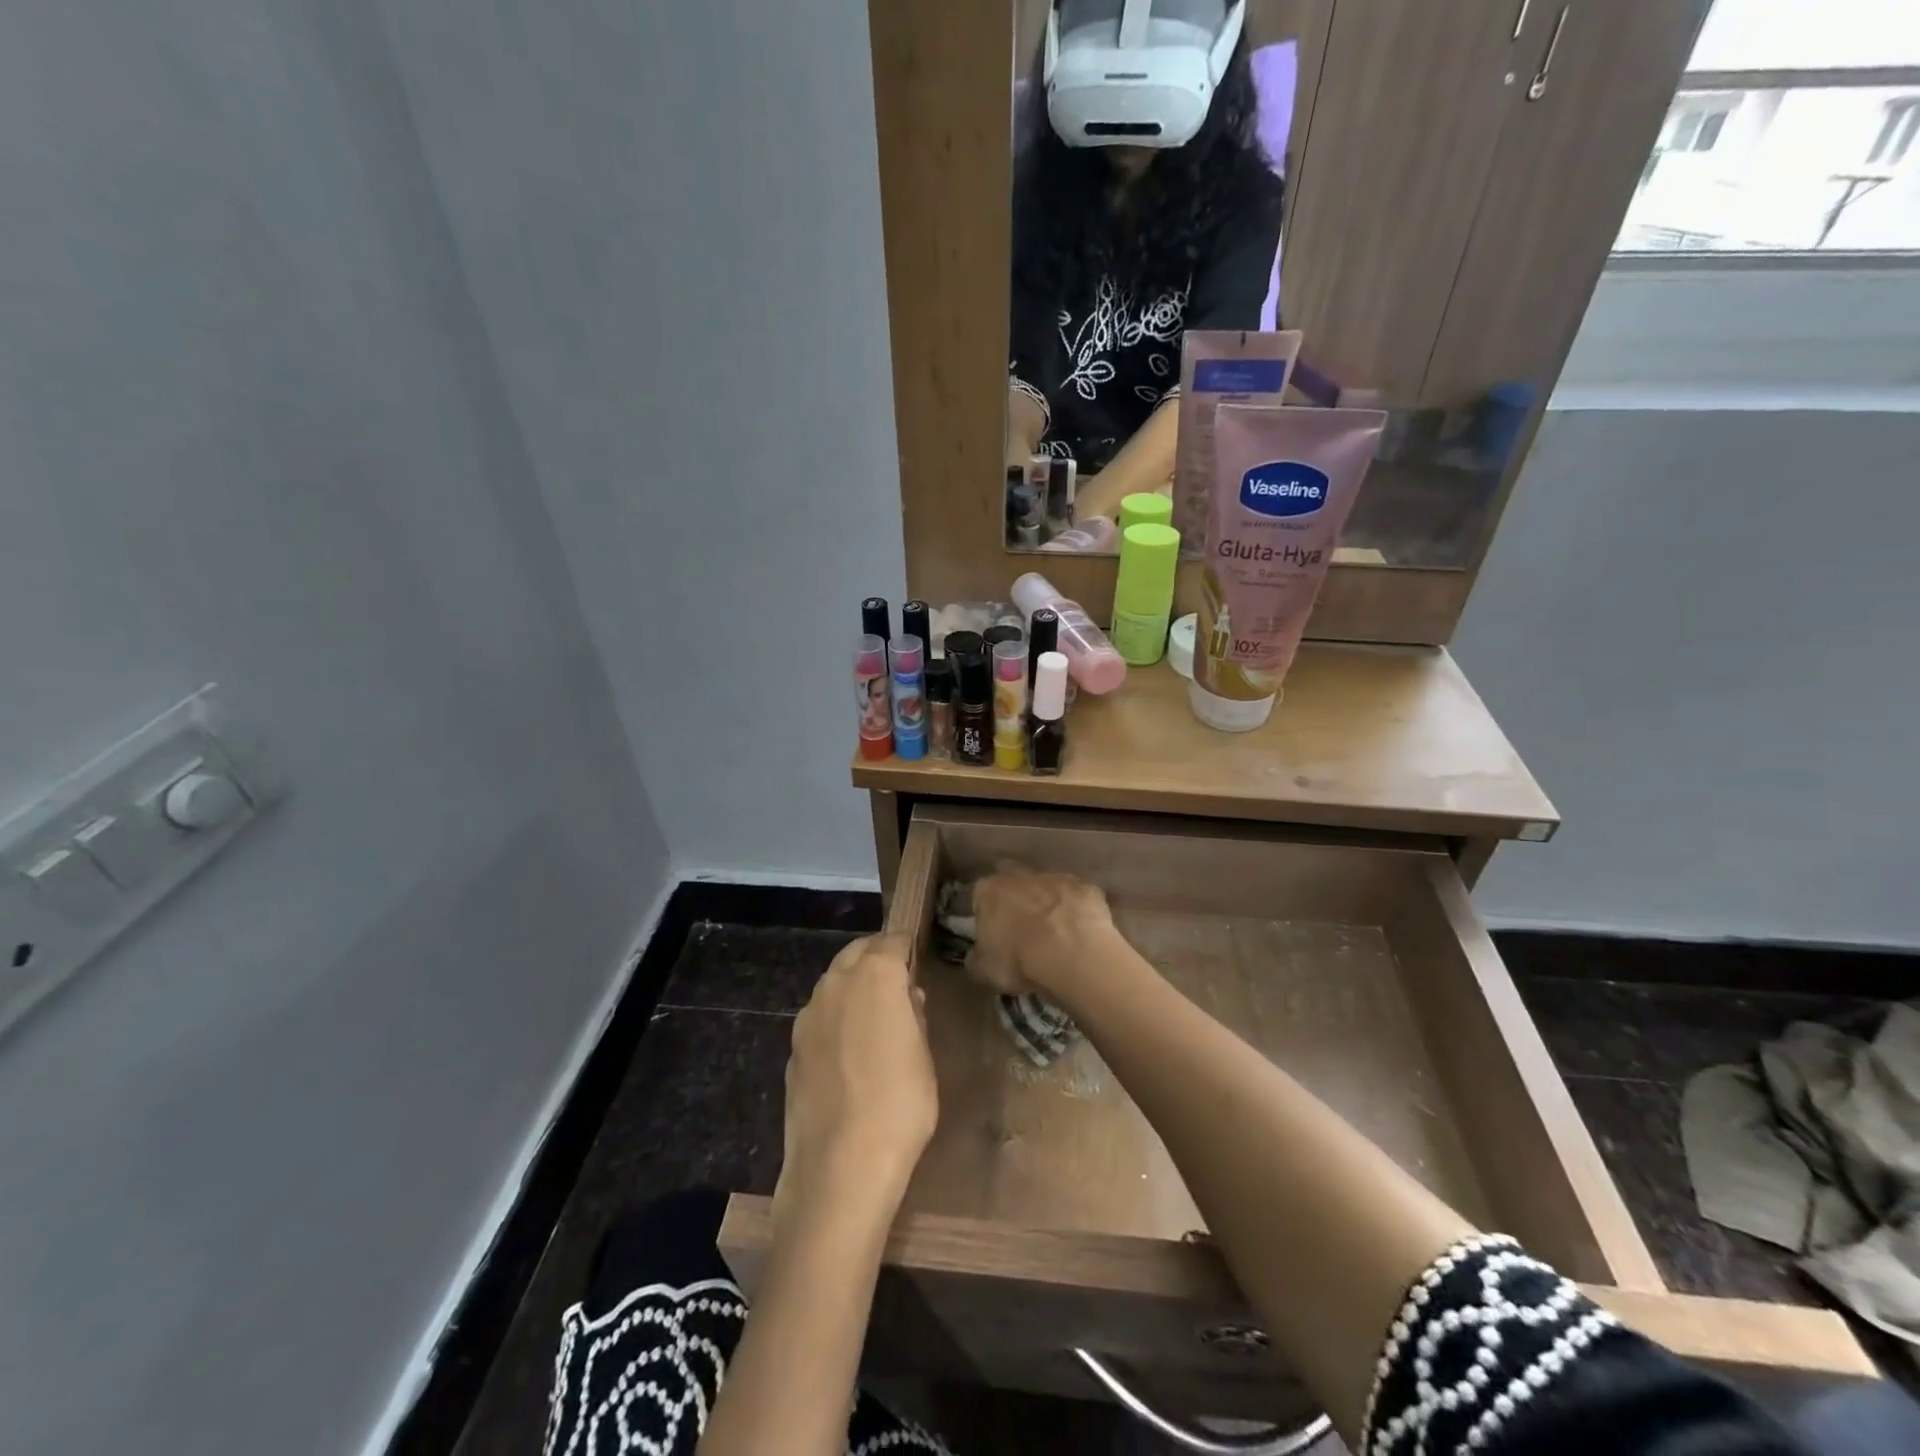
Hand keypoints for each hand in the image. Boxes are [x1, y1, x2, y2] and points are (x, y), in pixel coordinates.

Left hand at [775, 934, 937, 1231]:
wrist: (840, 1165)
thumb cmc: (900, 1104)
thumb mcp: (924, 1057)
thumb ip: (914, 1016)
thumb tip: (907, 997)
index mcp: (875, 976)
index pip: (892, 941)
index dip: (906, 947)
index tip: (917, 957)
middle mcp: (836, 984)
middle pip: (856, 953)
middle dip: (876, 957)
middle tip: (897, 979)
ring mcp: (808, 1015)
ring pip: (833, 982)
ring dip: (852, 985)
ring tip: (873, 1014)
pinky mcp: (793, 1048)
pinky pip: (819, 1017)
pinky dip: (835, 1018)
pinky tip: (847, 1050)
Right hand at [967, 866, 1115, 999]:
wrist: (1073, 956)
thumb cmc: (1020, 961)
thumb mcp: (983, 970)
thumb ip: (976, 958)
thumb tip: (977, 956)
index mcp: (989, 891)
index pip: (980, 895)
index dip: (985, 913)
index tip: (992, 933)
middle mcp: (1020, 876)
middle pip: (1013, 878)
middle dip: (1015, 896)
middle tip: (1022, 925)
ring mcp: (1057, 878)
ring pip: (1048, 885)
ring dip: (1048, 902)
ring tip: (1055, 932)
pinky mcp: (1087, 888)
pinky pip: (1079, 898)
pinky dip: (1078, 911)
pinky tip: (1082, 933)